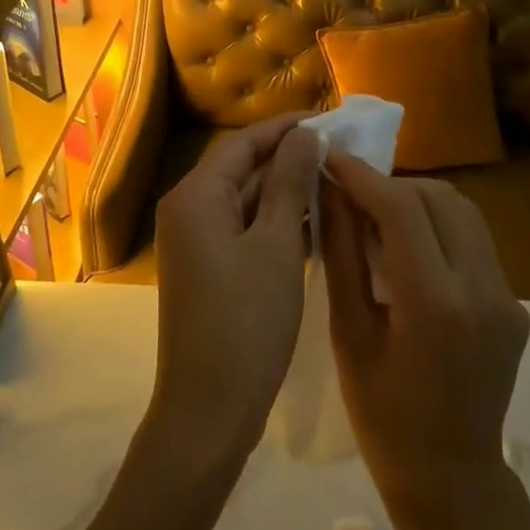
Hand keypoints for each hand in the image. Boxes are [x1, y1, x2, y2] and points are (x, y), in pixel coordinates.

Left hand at [148, 114, 320, 471]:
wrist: (209, 410)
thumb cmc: (246, 321)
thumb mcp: (276, 245)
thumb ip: (289, 183)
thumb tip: (304, 136)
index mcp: (196, 196)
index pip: (243, 143)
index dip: (286, 128)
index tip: (329, 118)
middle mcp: (189, 210)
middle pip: (242, 168)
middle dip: (289, 157)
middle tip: (340, 148)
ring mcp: (197, 241)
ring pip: (246, 199)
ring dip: (286, 189)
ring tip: (337, 178)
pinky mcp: (209, 268)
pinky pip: (245, 228)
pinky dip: (276, 221)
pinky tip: (317, 220)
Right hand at [319, 154, 529, 529]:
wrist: (453, 482)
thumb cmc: (383, 418)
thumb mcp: (350, 335)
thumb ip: (343, 255)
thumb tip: (331, 192)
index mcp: (435, 303)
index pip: (402, 207)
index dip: (363, 175)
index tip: (330, 157)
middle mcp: (482, 289)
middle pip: (438, 197)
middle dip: (390, 184)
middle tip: (351, 194)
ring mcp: (507, 296)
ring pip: (463, 211)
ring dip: (418, 199)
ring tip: (378, 216)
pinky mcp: (514, 303)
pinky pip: (475, 240)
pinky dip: (439, 225)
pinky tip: (410, 247)